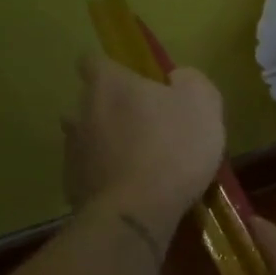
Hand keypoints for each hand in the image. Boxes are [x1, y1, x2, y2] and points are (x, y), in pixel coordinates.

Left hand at [62, 51, 224, 233]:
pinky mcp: (72, 187)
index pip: (93, 61)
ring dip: (109, 144)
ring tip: (141, 163)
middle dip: (115, 111)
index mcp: (109, 85)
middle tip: (149, 127)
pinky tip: (134, 192)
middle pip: (92, 102)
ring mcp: (72, 151)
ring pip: (90, 139)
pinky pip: (92, 173)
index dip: (115, 70)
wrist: (137, 213)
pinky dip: (109, 177)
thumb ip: (191, 81)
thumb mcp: (203, 104)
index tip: (136, 84)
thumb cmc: (173, 147)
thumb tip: (177, 78)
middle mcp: (81, 111)